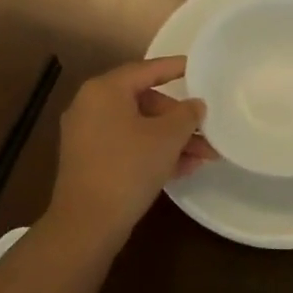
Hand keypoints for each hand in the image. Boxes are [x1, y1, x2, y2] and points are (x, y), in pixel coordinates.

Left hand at [47, 57, 210, 251]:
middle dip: (178, 118)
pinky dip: (152, 152)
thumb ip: (186, 115)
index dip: (174, 68)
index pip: (146, 70)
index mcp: (105, 90)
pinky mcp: (89, 161)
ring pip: (138, 127)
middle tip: (205, 130)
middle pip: (144, 101)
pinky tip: (183, 169)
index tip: (197, 67)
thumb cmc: (128, 168)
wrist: (86, 225)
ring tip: (204, 156)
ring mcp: (86, 135)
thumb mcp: (166, 138)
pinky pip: (126, 146)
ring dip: (171, 139)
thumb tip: (195, 104)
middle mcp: (90, 105)